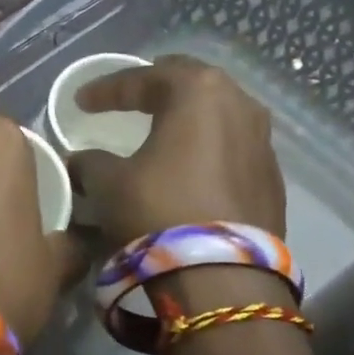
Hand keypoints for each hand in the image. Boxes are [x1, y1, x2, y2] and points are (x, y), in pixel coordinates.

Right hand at [69, 56, 286, 244]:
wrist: (222, 277)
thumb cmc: (158, 210)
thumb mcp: (110, 183)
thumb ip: (91, 163)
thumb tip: (81, 161)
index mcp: (198, 91)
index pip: (145, 77)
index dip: (108, 88)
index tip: (82, 101)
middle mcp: (240, 105)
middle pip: (191, 85)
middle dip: (157, 90)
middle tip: (130, 98)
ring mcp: (263, 142)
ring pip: (218, 116)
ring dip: (187, 120)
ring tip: (162, 131)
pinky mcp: (272, 179)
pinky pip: (232, 150)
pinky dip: (206, 151)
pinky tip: (189, 169)